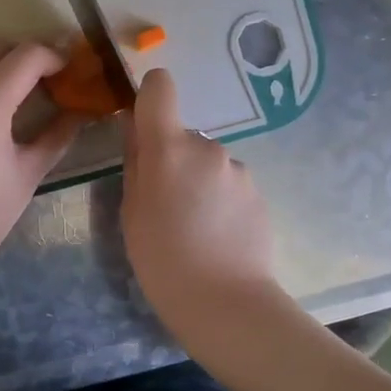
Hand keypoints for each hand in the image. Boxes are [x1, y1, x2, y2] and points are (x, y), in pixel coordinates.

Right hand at [122, 68, 276, 326]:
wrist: (226, 303)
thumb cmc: (162, 260)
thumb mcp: (131, 212)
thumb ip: (135, 164)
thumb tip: (137, 133)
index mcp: (169, 148)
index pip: (160, 88)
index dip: (150, 96)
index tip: (143, 124)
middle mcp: (208, 146)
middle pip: (183, 136)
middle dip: (173, 159)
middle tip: (166, 205)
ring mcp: (238, 169)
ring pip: (207, 163)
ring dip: (198, 182)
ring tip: (195, 228)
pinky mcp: (259, 192)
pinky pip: (228, 184)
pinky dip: (220, 200)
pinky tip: (217, 236)